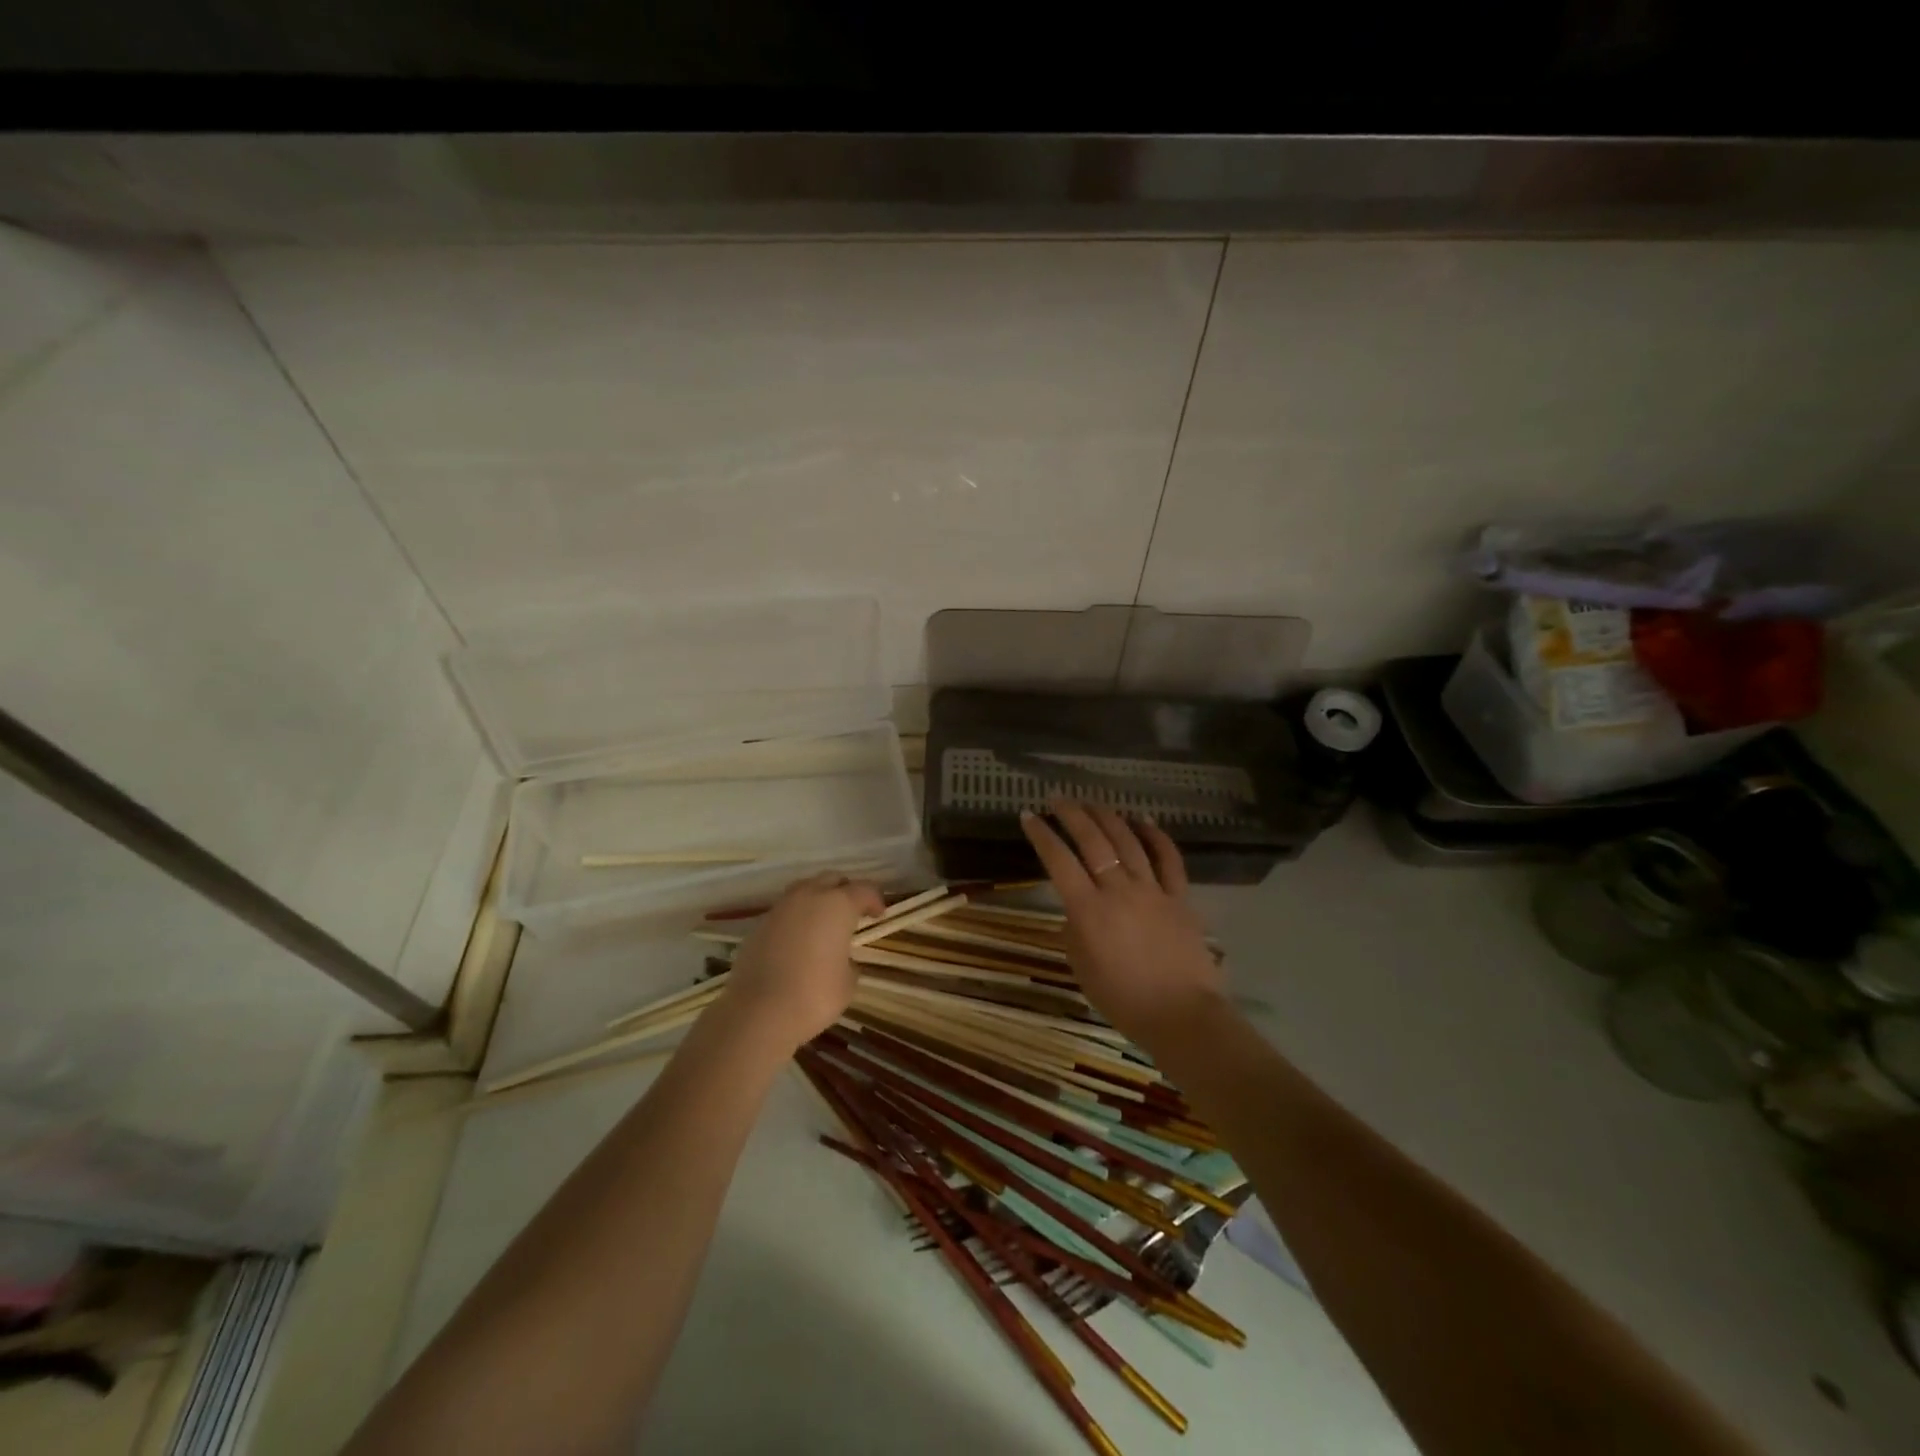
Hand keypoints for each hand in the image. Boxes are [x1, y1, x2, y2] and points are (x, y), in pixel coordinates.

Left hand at [722, 872, 885, 1050]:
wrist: (759, 1012)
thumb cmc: (814, 995)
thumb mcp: (848, 981)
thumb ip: (849, 960)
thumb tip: (840, 958)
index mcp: (838, 905)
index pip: (863, 889)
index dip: (874, 900)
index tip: (879, 915)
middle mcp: (808, 897)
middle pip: (831, 879)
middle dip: (844, 891)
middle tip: (852, 912)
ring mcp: (780, 908)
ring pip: (804, 889)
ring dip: (817, 899)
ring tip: (823, 922)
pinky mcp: (759, 924)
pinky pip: (785, 911)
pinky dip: (796, 918)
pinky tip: (798, 940)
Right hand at [1020, 799, 1224, 1047]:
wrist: (1181, 1016)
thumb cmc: (1123, 1000)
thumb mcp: (1081, 968)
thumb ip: (1074, 931)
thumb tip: (1077, 909)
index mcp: (1088, 910)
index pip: (1058, 861)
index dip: (1041, 835)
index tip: (1028, 816)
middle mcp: (1118, 890)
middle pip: (1093, 841)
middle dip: (1071, 814)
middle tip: (1058, 799)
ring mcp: (1152, 890)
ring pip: (1128, 841)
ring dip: (1108, 817)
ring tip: (1092, 803)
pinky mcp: (1180, 897)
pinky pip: (1168, 858)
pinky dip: (1155, 835)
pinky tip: (1143, 820)